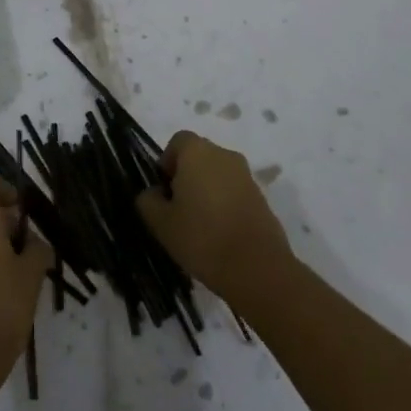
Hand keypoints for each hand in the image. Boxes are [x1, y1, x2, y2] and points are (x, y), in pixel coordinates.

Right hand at [135, 131, 294, 302]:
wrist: (258, 269)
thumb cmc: (202, 237)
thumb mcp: (161, 222)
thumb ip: (148, 200)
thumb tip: (154, 193)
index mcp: (197, 152)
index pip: (177, 142)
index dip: (167, 163)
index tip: (164, 191)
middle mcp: (224, 154)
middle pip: (199, 156)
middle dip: (186, 176)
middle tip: (178, 209)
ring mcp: (247, 176)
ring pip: (218, 175)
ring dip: (207, 191)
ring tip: (200, 225)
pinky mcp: (262, 198)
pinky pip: (235, 192)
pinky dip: (225, 205)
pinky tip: (221, 234)